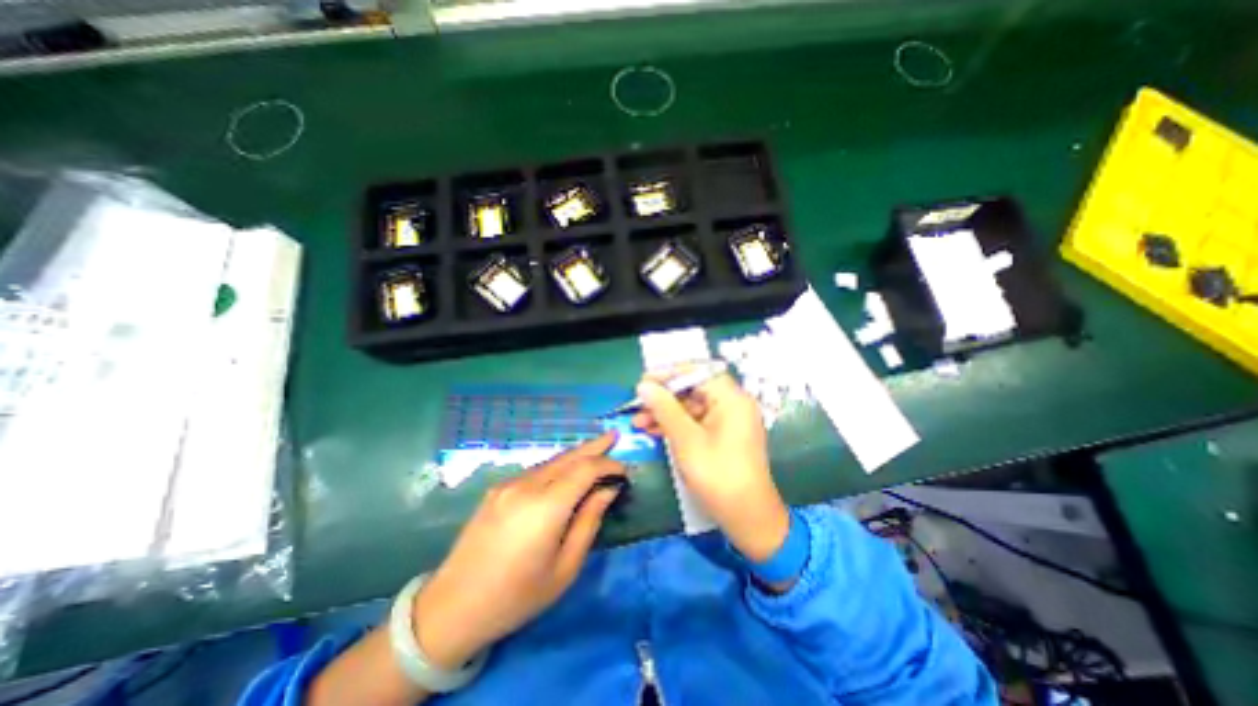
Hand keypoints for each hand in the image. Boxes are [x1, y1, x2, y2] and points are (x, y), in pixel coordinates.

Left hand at [414, 433, 629, 669]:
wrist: (452, 607)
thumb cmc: (516, 596)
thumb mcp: (564, 568)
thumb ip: (589, 522)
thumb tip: (607, 490)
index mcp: (545, 507)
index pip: (586, 469)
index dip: (608, 465)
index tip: (624, 471)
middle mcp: (527, 486)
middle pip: (569, 456)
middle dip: (594, 446)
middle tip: (614, 436)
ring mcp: (509, 484)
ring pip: (552, 461)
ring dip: (576, 456)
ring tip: (597, 452)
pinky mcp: (498, 489)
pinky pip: (537, 471)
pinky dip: (558, 467)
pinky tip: (566, 474)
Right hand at [634, 370, 788, 563]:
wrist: (748, 518)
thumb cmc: (718, 475)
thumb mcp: (686, 439)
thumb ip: (664, 408)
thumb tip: (644, 385)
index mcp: (732, 399)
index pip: (698, 372)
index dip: (669, 374)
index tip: (644, 381)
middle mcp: (733, 404)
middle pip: (694, 389)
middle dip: (664, 397)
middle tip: (638, 403)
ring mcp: (729, 421)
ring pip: (692, 407)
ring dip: (665, 413)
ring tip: (638, 421)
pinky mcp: (723, 436)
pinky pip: (696, 422)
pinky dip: (676, 425)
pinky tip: (653, 431)